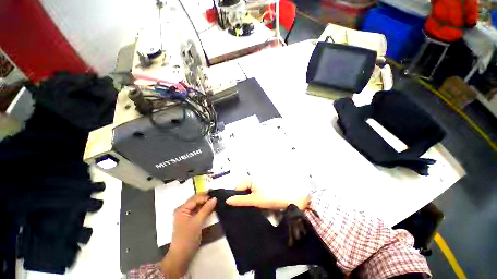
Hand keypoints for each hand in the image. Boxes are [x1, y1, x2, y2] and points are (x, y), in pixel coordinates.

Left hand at [161, 194, 216, 277]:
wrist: (181, 256)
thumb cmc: (187, 237)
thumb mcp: (198, 222)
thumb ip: (206, 209)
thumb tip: (215, 198)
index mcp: (182, 209)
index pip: (195, 199)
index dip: (205, 197)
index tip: (216, 196)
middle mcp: (183, 210)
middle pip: (196, 201)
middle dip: (206, 198)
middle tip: (217, 196)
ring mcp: (186, 215)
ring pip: (198, 206)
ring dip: (206, 204)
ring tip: (216, 201)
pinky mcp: (190, 221)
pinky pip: (198, 212)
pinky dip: (204, 210)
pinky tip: (211, 208)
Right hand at [225, 180, 308, 209]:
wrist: (291, 198)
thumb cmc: (272, 197)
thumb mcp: (255, 200)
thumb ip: (241, 200)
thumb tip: (227, 201)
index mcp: (250, 180)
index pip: (237, 187)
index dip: (235, 197)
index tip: (234, 208)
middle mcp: (254, 180)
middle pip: (242, 190)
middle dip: (241, 199)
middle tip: (241, 210)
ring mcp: (259, 185)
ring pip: (248, 193)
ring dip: (247, 200)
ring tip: (248, 210)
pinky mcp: (264, 190)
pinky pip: (254, 194)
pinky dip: (253, 200)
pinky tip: (255, 207)